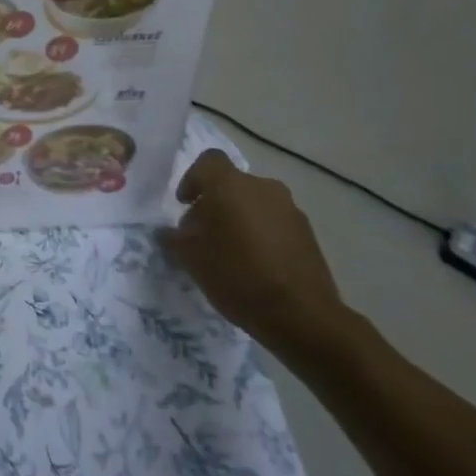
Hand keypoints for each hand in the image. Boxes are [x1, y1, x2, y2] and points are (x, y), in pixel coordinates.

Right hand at [154, 151, 353, 362]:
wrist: (301, 314)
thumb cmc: (236, 275)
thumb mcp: (190, 258)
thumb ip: (173, 238)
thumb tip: (167, 232)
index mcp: (230, 185)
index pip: (208, 161)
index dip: (192, 179)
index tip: (185, 204)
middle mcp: (262, 187)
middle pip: (231, 184)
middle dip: (215, 203)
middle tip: (203, 234)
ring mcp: (289, 209)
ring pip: (255, 203)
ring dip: (240, 218)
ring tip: (230, 252)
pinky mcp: (308, 233)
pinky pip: (275, 222)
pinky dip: (261, 234)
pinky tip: (255, 264)